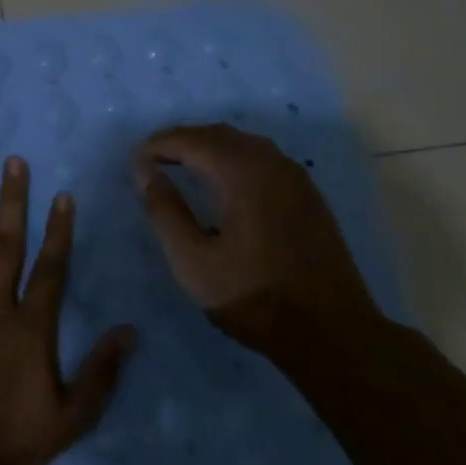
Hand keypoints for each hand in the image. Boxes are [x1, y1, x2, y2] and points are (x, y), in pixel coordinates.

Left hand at [0, 156, 134, 464]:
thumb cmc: (10, 444)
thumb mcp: (71, 418)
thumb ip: (102, 372)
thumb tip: (130, 330)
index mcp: (31, 328)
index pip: (50, 268)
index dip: (58, 230)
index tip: (61, 195)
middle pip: (5, 246)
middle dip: (11, 201)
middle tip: (13, 162)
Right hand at [133, 123, 386, 363]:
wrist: (331, 330)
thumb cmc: (253, 297)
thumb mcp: (193, 261)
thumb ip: (165, 212)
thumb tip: (145, 172)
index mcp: (242, 173)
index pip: (192, 140)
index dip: (159, 145)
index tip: (135, 160)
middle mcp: (272, 163)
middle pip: (219, 134)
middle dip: (183, 141)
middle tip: (153, 160)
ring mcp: (296, 177)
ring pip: (245, 144)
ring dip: (210, 147)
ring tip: (183, 167)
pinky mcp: (308, 195)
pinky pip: (264, 159)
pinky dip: (235, 159)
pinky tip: (225, 184)